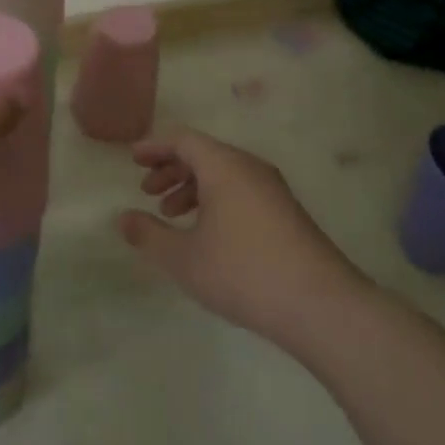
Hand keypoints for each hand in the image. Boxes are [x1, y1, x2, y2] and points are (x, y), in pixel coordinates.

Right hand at [121, 128, 363, 348]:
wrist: (321, 305)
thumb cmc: (244, 272)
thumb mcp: (184, 259)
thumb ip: (149, 235)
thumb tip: (123, 218)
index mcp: (224, 165)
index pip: (183, 139)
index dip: (154, 146)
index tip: (132, 159)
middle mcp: (249, 167)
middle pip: (203, 153)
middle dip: (172, 168)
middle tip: (147, 190)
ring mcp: (272, 189)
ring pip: (223, 173)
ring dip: (192, 186)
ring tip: (172, 214)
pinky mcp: (286, 212)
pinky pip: (240, 189)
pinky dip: (215, 199)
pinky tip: (207, 233)